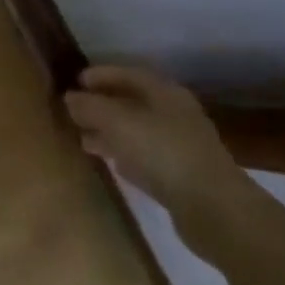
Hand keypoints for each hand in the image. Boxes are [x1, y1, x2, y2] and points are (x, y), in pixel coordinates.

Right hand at [64, 66, 256, 251]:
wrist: (215, 210)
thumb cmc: (164, 152)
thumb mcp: (118, 122)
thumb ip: (90, 107)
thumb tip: (69, 98)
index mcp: (165, 93)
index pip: (128, 74)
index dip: (100, 75)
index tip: (75, 82)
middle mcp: (175, 115)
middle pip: (133, 103)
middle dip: (103, 106)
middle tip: (74, 112)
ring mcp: (181, 147)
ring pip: (138, 132)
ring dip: (111, 133)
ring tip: (83, 140)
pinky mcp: (182, 177)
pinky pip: (146, 158)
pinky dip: (126, 156)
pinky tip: (112, 164)